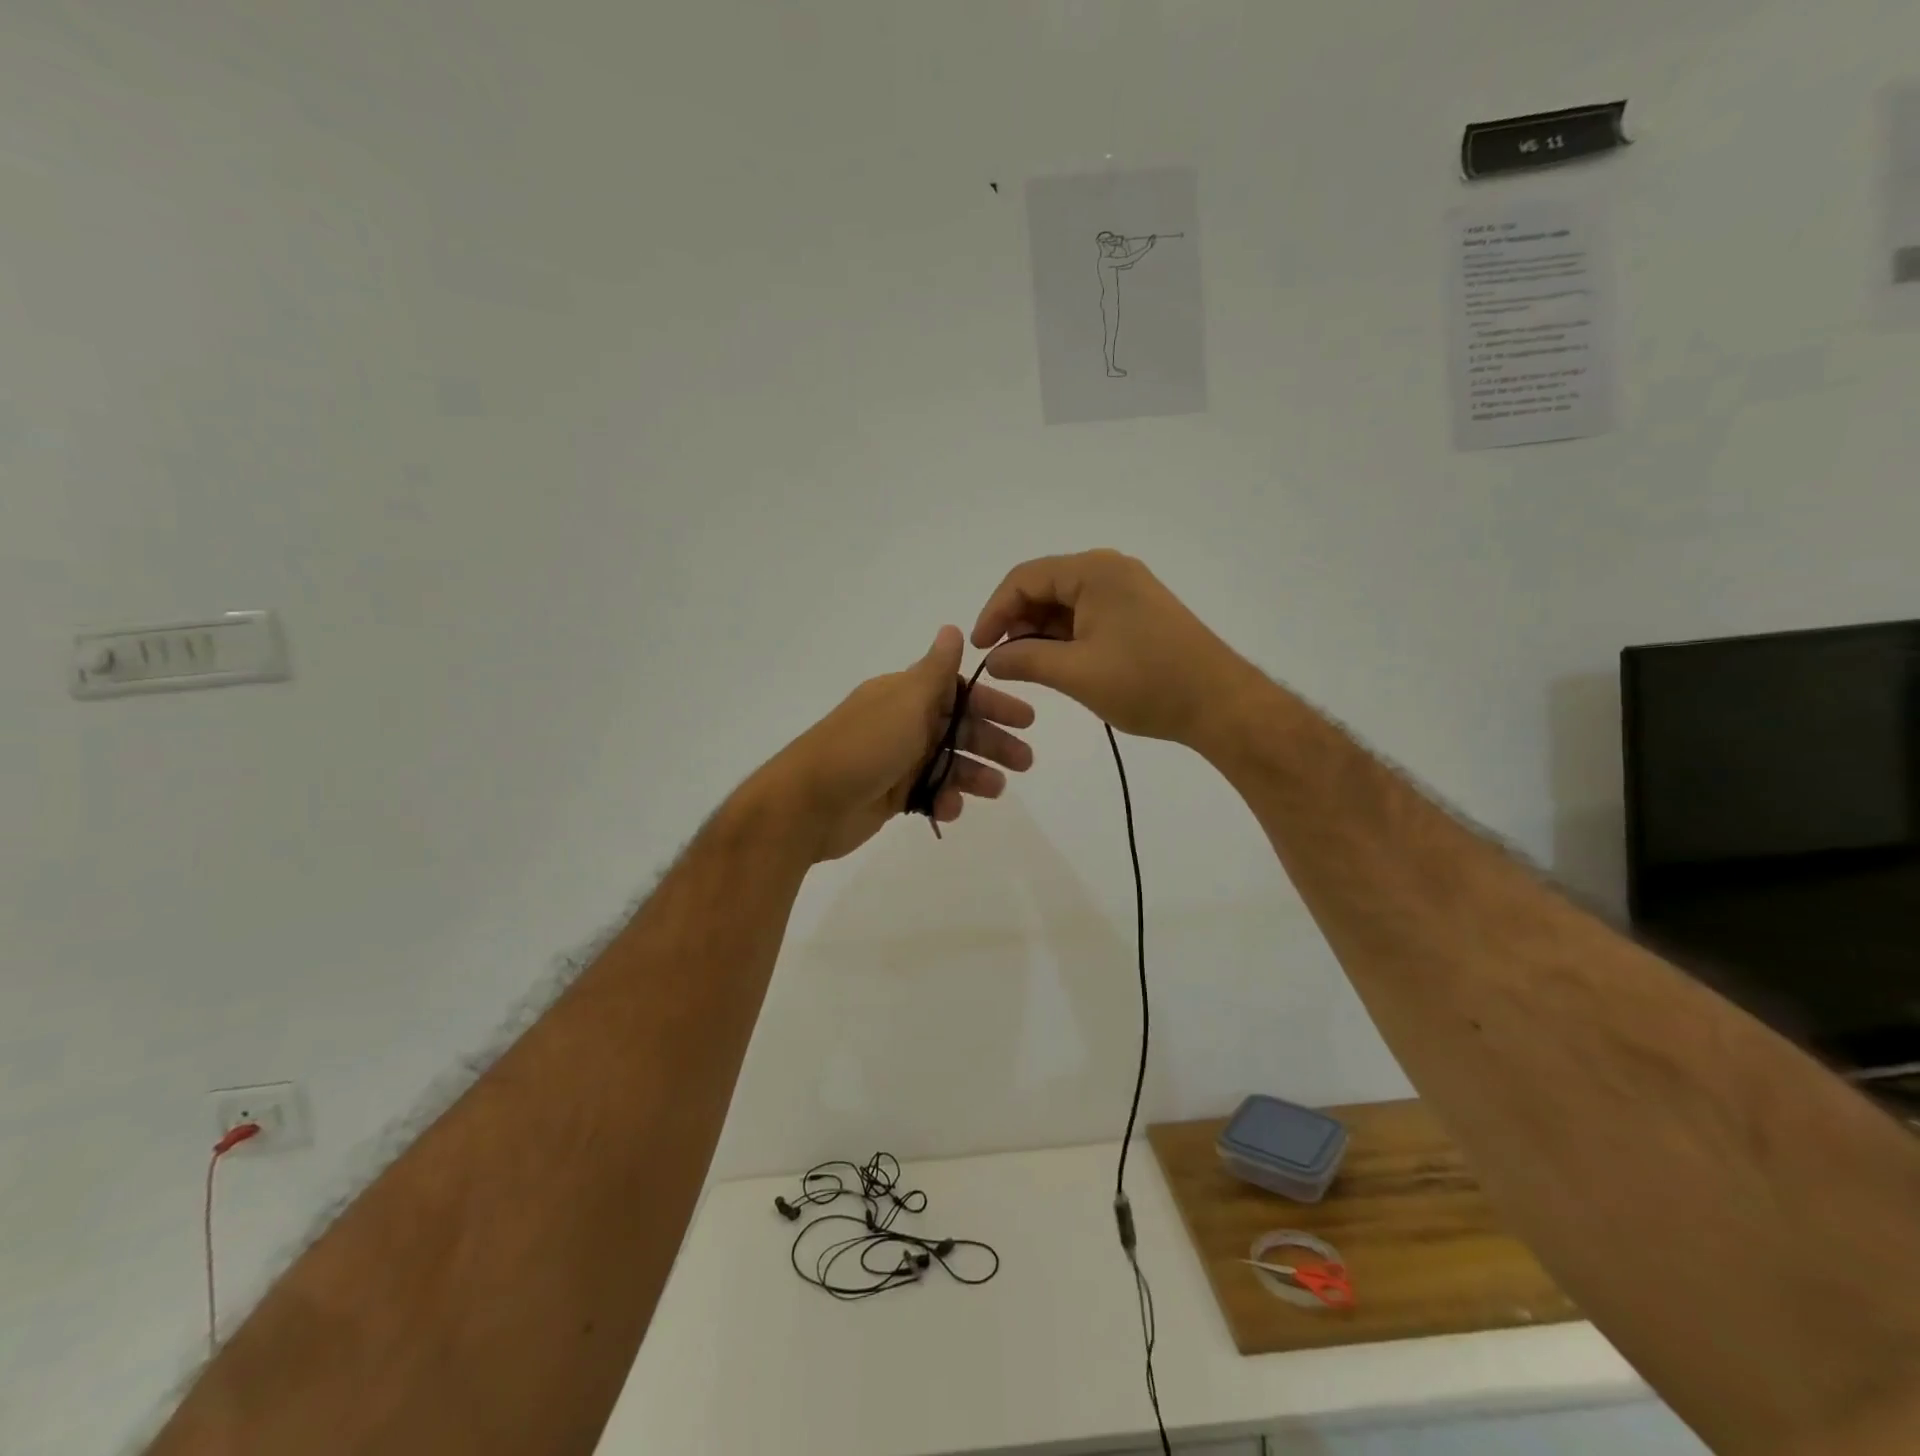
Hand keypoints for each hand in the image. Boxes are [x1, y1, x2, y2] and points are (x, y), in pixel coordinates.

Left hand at [760, 627, 1034, 861]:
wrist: (807, 804)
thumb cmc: (863, 747)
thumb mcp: (905, 702)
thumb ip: (934, 671)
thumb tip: (952, 627)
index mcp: (904, 695)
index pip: (958, 691)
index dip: (992, 703)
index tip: (1025, 720)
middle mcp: (902, 723)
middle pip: (957, 728)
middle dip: (992, 742)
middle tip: (1025, 761)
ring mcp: (896, 760)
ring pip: (947, 762)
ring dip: (973, 774)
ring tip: (996, 790)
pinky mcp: (890, 794)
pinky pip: (928, 792)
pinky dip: (943, 799)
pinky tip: (950, 810)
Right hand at [970, 549, 1249, 747]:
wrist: (1219, 703)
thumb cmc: (1145, 683)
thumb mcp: (1076, 673)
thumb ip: (1025, 660)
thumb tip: (992, 660)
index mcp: (1094, 571)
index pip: (1025, 578)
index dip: (994, 611)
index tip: (979, 649)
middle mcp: (1110, 570)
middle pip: (1045, 587)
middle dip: (1016, 622)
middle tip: (1000, 661)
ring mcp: (1127, 591)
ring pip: (1066, 603)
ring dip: (1040, 632)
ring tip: (1025, 667)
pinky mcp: (1138, 613)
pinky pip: (1088, 615)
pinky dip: (1065, 637)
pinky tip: (1056, 663)